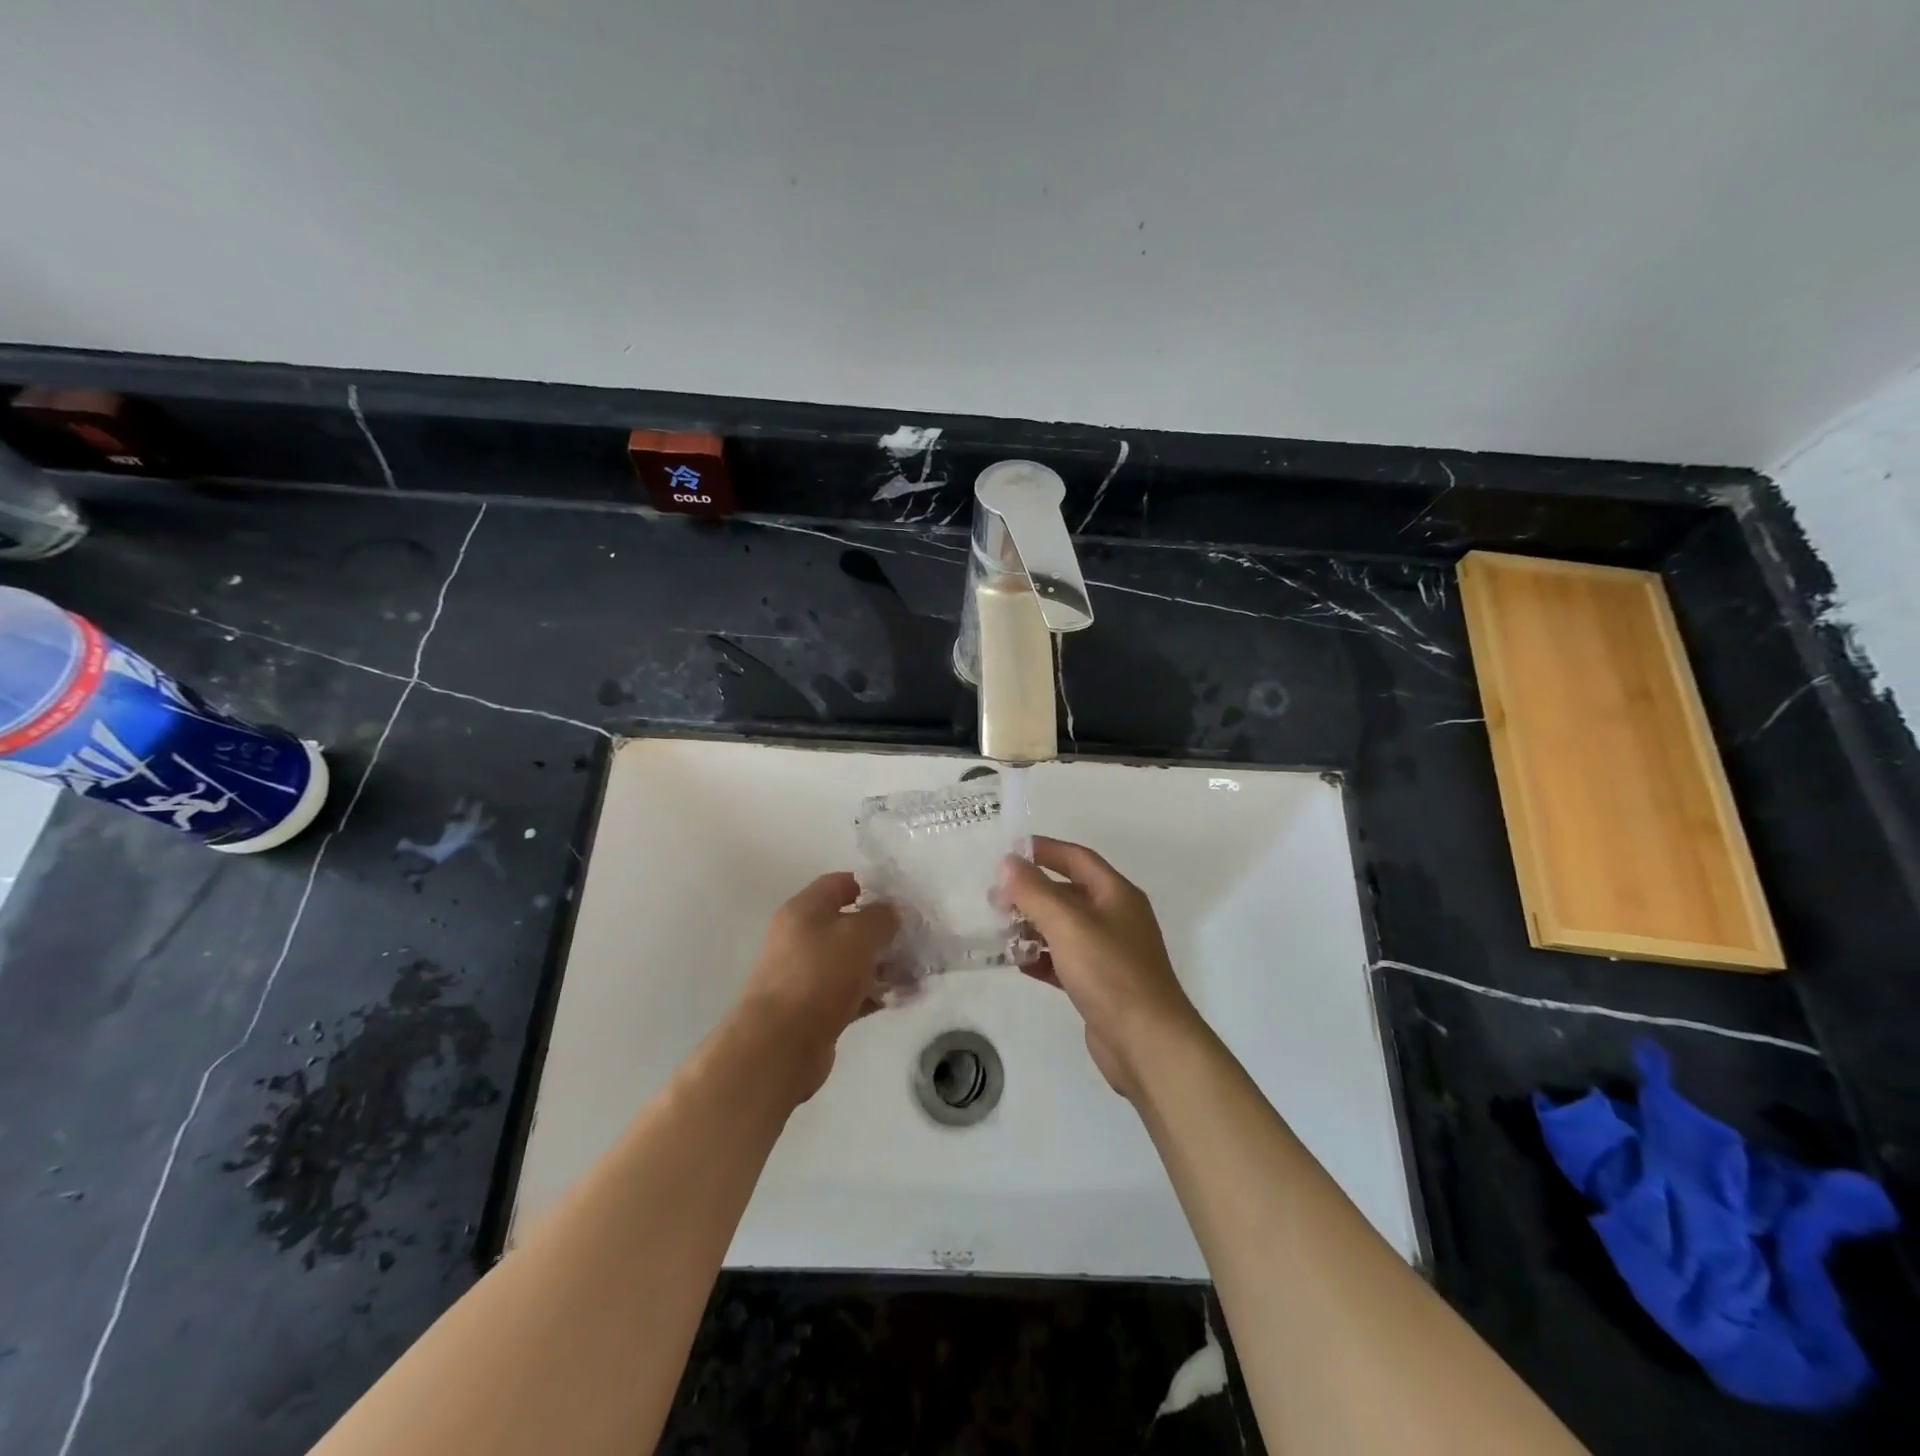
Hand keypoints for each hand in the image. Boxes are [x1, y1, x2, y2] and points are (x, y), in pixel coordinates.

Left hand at [736, 872, 898, 1102]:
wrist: (780, 1044)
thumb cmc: (819, 975)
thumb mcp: (859, 935)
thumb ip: (882, 917)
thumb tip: (891, 913)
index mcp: (804, 909)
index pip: (840, 883)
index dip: (872, 886)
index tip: (903, 901)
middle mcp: (801, 937)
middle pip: (849, 924)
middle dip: (884, 932)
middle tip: (917, 941)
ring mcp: (806, 974)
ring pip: (853, 960)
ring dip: (884, 965)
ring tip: (917, 974)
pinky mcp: (814, 1008)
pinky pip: (851, 992)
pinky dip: (874, 993)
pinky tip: (901, 998)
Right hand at [998, 837, 1201, 1099]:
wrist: (1147, 1043)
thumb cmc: (1110, 973)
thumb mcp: (1068, 924)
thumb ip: (1034, 891)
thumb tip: (1007, 862)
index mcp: (1116, 894)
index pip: (1077, 858)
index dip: (1044, 850)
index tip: (1009, 852)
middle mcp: (1116, 918)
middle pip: (1068, 893)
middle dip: (1032, 892)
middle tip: (995, 898)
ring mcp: (1109, 953)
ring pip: (1064, 928)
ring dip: (1033, 925)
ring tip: (1000, 929)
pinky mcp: (1100, 985)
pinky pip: (1065, 960)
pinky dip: (1043, 958)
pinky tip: (1019, 963)